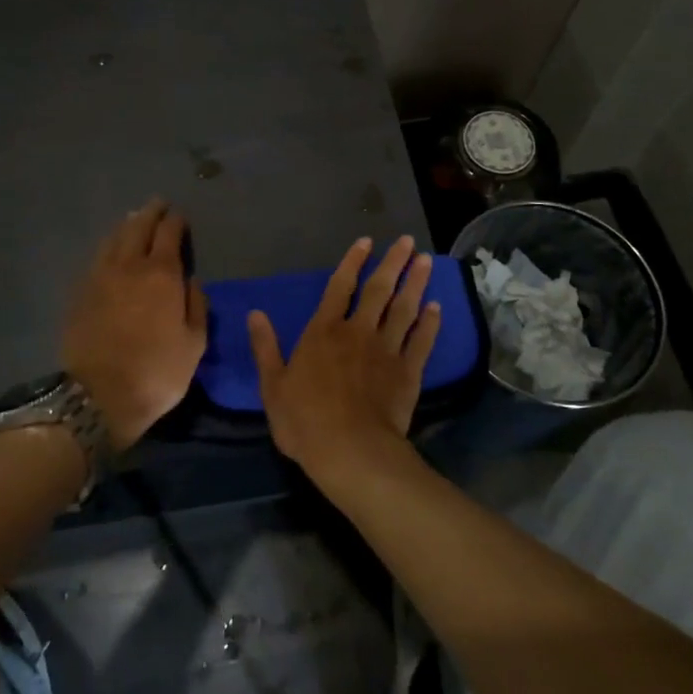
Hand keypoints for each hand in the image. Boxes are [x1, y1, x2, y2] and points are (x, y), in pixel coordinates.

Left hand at [61, 199, 207, 450]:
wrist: (98, 395)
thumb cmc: (157, 371)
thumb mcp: (193, 344)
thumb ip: (196, 306)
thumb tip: (193, 281)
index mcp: (162, 274)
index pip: (169, 234)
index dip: (176, 221)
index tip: (180, 216)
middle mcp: (130, 266)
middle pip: (139, 227)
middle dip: (150, 213)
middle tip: (157, 204)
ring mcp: (100, 277)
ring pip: (114, 239)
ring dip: (127, 225)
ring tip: (134, 219)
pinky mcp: (80, 293)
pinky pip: (97, 258)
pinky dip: (108, 246)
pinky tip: (111, 249)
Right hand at [248, 234, 441, 486]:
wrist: (351, 452)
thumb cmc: (305, 420)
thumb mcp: (273, 385)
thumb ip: (266, 347)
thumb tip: (255, 313)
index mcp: (323, 332)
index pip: (339, 287)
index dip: (352, 262)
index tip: (366, 241)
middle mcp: (357, 332)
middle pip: (378, 290)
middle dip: (393, 263)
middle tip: (409, 242)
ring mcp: (386, 351)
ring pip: (404, 310)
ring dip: (416, 284)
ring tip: (427, 263)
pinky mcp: (408, 373)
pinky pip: (421, 342)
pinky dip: (430, 324)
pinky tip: (437, 308)